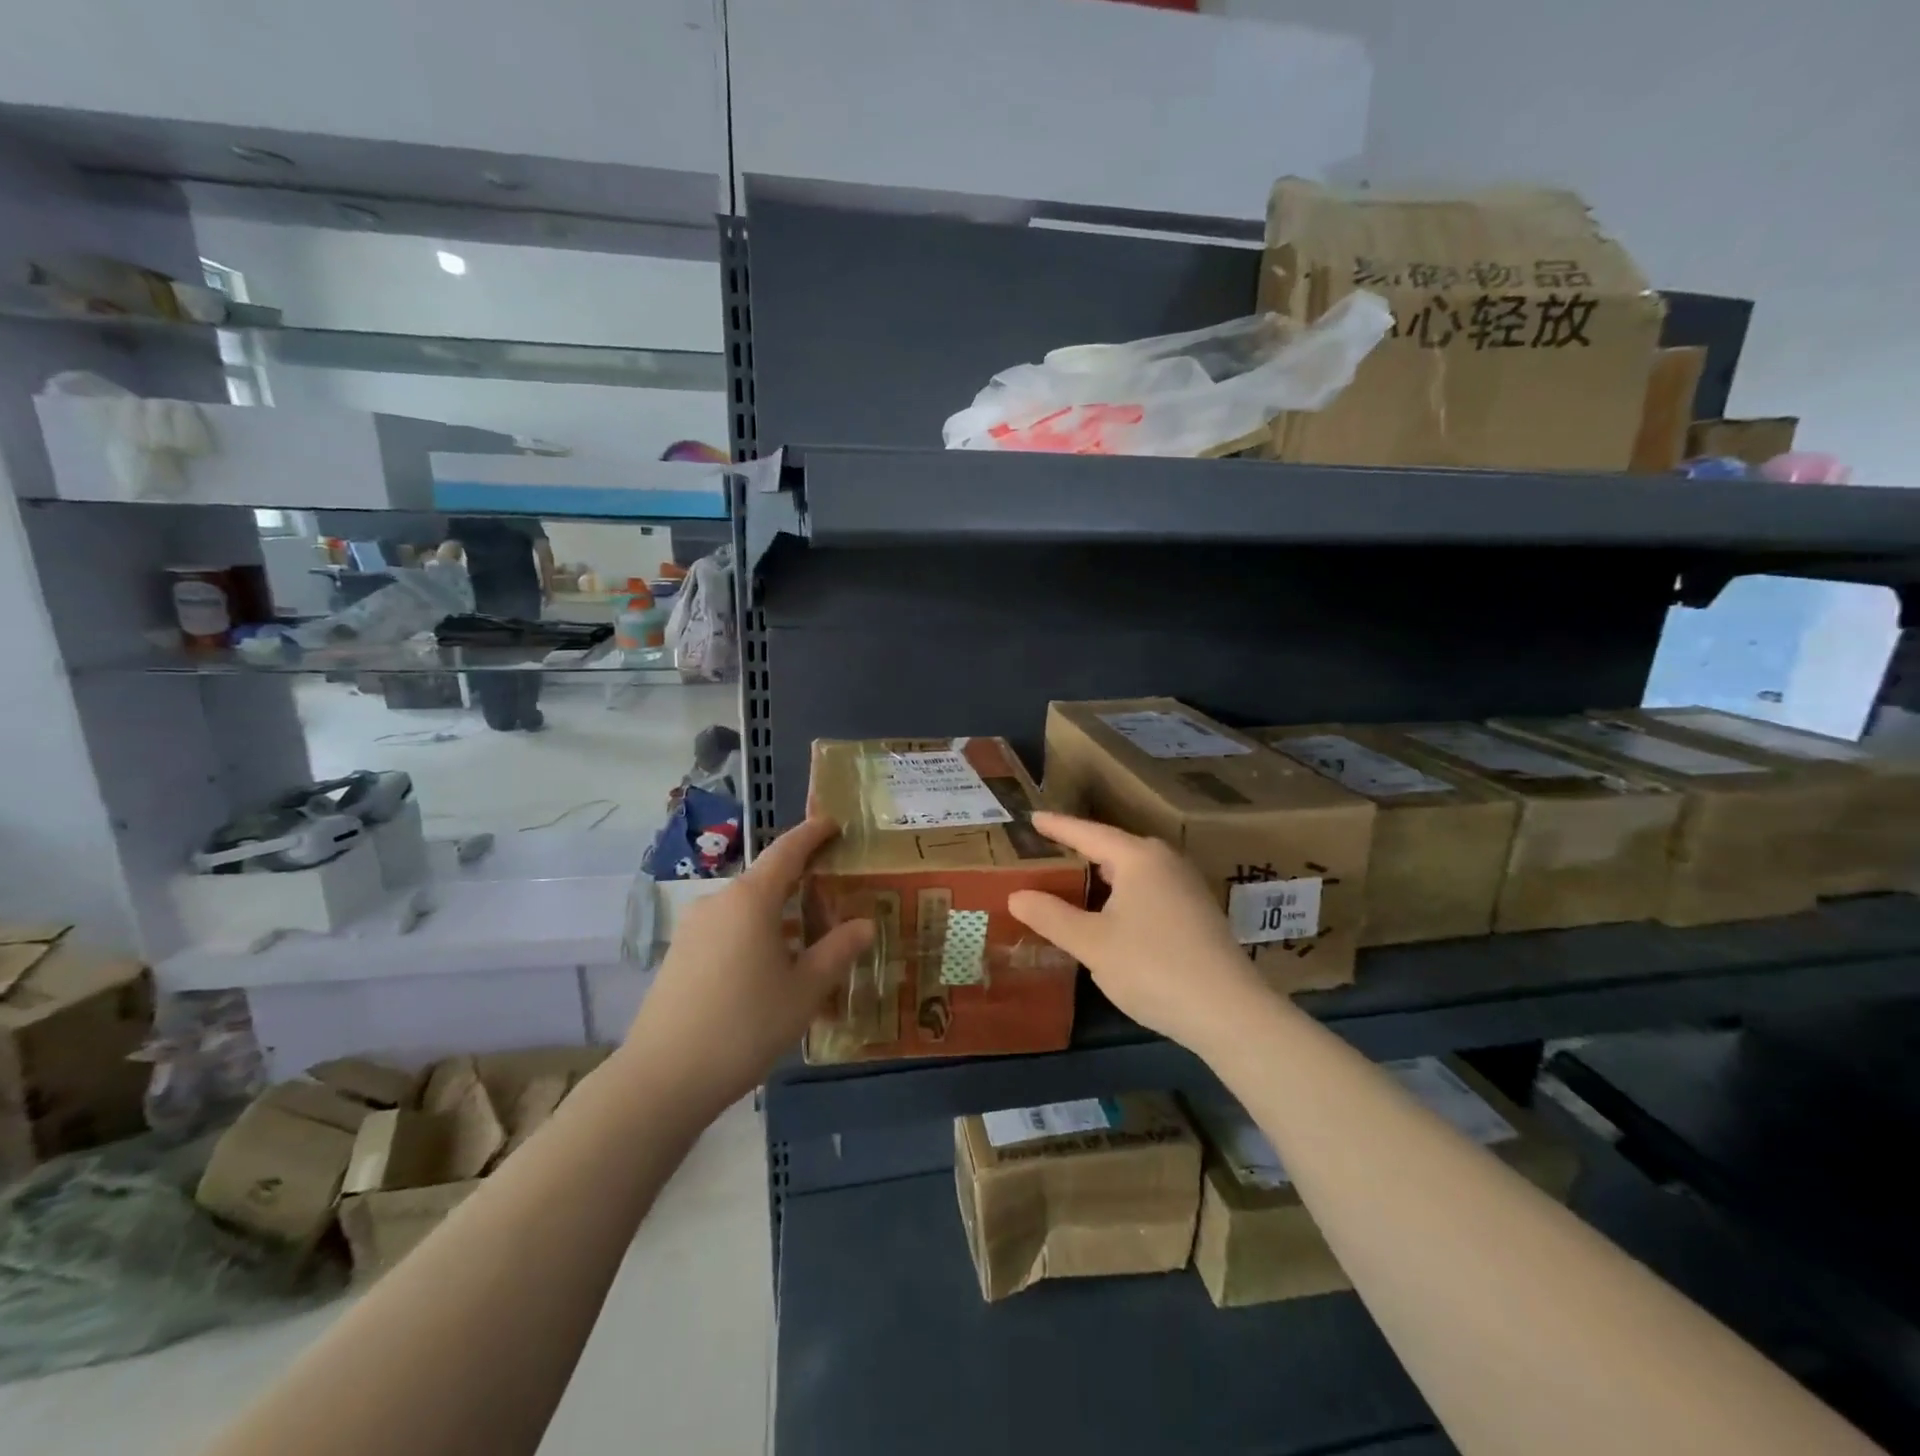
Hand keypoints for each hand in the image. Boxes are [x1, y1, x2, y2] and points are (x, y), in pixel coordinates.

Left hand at [623, 817, 872, 1113]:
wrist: (662, 1079)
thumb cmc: (744, 1026)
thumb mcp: (804, 991)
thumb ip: (838, 951)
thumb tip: (865, 924)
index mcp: (751, 899)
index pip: (787, 850)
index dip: (812, 833)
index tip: (833, 823)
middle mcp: (719, 902)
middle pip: (767, 880)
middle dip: (801, 884)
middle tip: (835, 897)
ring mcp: (693, 928)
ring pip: (747, 910)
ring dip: (778, 917)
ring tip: (808, 943)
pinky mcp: (679, 955)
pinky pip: (727, 932)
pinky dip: (755, 937)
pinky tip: (769, 972)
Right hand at [1008, 812, 1271, 1056]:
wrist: (1228, 1011)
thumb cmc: (1152, 967)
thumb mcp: (1092, 943)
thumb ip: (1051, 916)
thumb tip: (1017, 895)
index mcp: (1138, 857)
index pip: (1088, 834)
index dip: (1058, 827)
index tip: (1033, 819)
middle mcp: (1166, 862)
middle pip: (1114, 848)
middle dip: (1081, 850)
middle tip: (1049, 851)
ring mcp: (1187, 887)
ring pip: (1134, 871)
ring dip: (1104, 876)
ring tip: (1075, 880)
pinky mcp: (1198, 913)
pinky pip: (1150, 890)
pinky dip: (1123, 894)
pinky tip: (1113, 914)